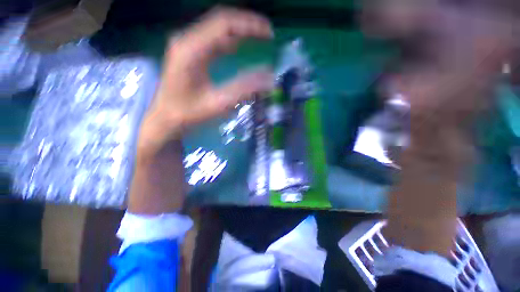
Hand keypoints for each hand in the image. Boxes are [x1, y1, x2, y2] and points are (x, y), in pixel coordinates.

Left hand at [138, 7, 273, 159]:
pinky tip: (239, 46)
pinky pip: (212, 39)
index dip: (250, 25)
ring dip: (239, 31)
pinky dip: (229, 40)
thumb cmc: (188, 114)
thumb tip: (269, 79)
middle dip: (247, 25)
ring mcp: (186, 45)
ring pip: (217, 28)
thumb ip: (243, 90)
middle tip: (267, 35)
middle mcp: (186, 40)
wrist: (166, 119)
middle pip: (221, 20)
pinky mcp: (189, 52)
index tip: (269, 34)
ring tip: (259, 38)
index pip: (224, 24)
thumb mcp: (218, 104)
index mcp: (190, 49)